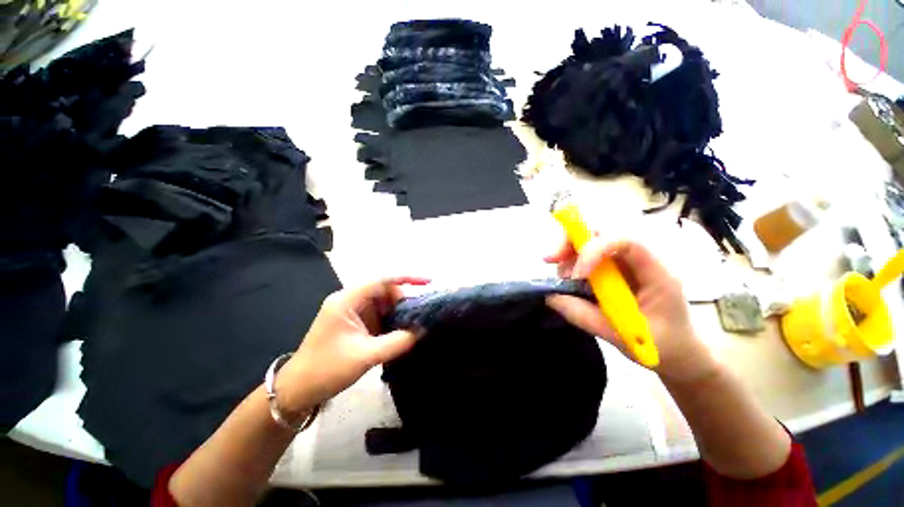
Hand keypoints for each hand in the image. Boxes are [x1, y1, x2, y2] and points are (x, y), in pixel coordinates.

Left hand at [276, 277, 428, 417]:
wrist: (298, 390)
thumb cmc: (326, 369)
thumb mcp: (365, 356)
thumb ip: (396, 342)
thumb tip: (422, 331)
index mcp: (347, 300)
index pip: (382, 281)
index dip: (407, 278)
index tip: (428, 281)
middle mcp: (351, 301)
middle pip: (385, 291)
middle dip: (405, 301)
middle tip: (423, 314)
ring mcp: (354, 312)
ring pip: (384, 304)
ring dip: (400, 312)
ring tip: (418, 322)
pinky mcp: (357, 324)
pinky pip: (380, 316)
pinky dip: (393, 321)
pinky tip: (405, 330)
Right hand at [544, 237, 717, 383]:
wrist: (681, 351)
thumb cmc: (664, 346)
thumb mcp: (623, 337)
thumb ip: (585, 316)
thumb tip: (550, 296)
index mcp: (657, 272)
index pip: (627, 241)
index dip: (596, 249)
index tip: (577, 275)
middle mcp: (640, 259)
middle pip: (603, 232)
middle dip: (572, 241)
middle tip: (550, 259)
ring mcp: (626, 262)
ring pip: (590, 240)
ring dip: (568, 254)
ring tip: (563, 281)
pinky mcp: (614, 269)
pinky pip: (587, 256)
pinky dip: (570, 264)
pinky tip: (569, 283)